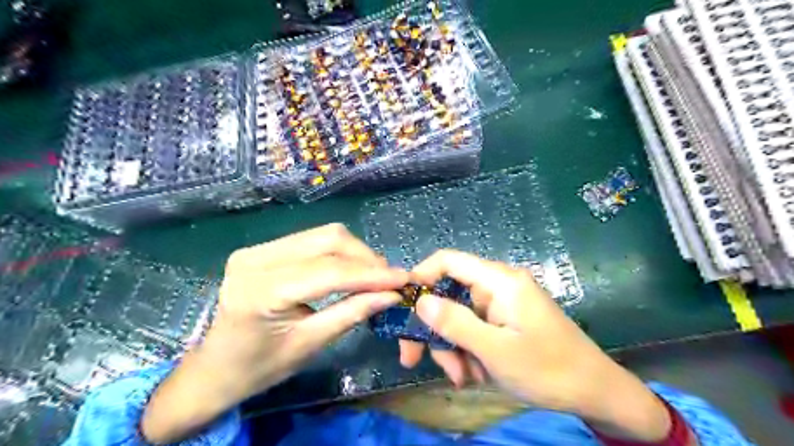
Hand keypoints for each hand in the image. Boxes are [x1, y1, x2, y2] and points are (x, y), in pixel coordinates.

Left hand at [139, 225, 408, 444]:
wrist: (215, 367)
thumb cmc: (259, 367)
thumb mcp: (310, 344)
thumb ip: (352, 313)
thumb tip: (392, 295)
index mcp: (262, 291)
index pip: (329, 271)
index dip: (372, 274)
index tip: (404, 279)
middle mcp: (256, 258)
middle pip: (328, 240)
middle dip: (366, 258)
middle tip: (390, 279)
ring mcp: (257, 248)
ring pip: (323, 234)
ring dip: (355, 252)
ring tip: (374, 275)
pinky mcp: (263, 248)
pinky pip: (312, 240)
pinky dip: (338, 252)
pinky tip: (350, 269)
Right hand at [401, 251, 671, 441]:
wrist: (595, 391)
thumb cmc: (548, 369)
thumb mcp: (495, 351)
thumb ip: (455, 323)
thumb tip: (420, 301)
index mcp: (499, 281)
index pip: (449, 261)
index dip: (421, 276)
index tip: (401, 304)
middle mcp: (497, 285)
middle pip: (449, 294)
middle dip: (433, 327)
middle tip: (413, 359)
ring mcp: (501, 304)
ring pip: (458, 316)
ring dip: (451, 346)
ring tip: (461, 377)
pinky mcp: (504, 320)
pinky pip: (473, 328)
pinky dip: (467, 350)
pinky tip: (474, 375)